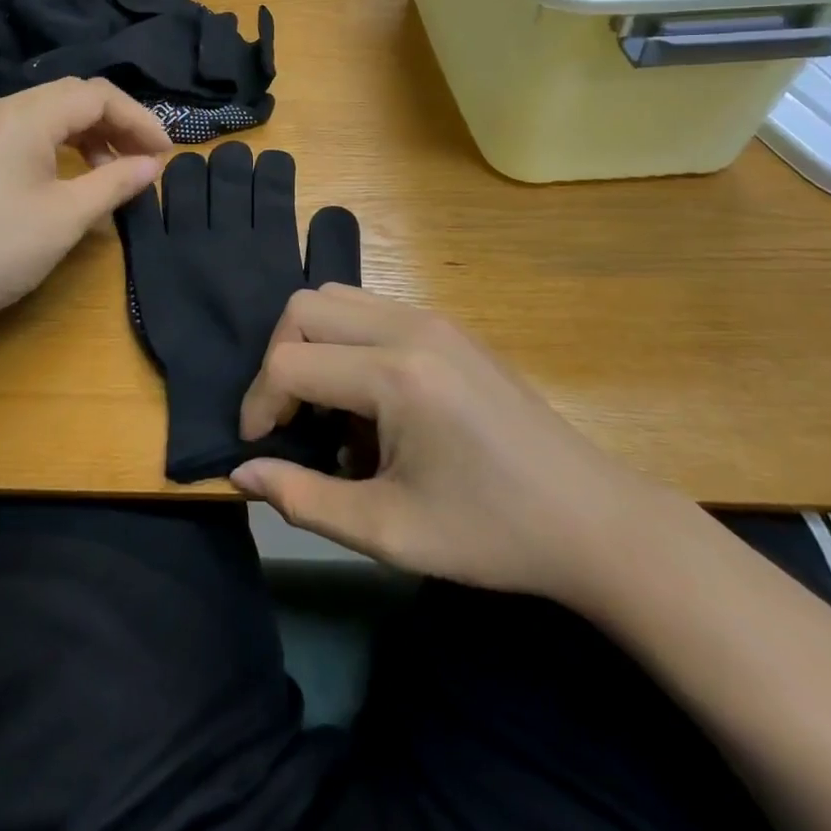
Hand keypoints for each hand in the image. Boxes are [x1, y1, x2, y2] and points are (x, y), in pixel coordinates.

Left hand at [0, 78, 169, 342]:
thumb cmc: (0, 248)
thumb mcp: (68, 215)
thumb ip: (116, 181)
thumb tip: (154, 165)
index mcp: (24, 115)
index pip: (96, 96)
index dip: (138, 119)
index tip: (165, 153)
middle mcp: (1, 108)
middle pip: (74, 97)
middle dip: (117, 123)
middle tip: (147, 158)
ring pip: (51, 112)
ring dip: (91, 134)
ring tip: (117, 171)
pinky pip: (29, 130)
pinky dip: (63, 145)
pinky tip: (78, 175)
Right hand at [232, 285, 658, 608]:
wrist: (589, 517)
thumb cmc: (490, 532)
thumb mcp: (388, 531)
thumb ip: (304, 499)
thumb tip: (241, 473)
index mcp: (396, 375)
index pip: (289, 362)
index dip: (257, 404)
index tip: (259, 449)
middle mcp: (409, 327)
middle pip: (304, 308)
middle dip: (278, 361)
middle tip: (288, 421)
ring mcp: (432, 318)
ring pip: (336, 298)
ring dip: (312, 345)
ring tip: (328, 410)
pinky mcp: (447, 325)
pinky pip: (372, 310)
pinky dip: (346, 342)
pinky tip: (371, 402)